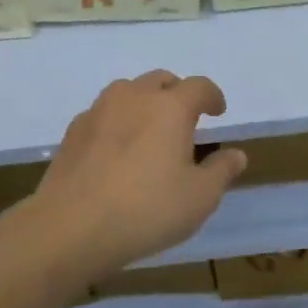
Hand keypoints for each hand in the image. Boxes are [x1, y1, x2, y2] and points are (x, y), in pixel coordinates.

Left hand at [28, 71, 247, 278]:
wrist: (70, 227)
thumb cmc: (147, 209)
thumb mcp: (200, 197)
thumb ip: (221, 171)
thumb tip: (236, 154)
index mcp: (170, 107)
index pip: (199, 87)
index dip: (213, 96)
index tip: (218, 112)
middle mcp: (134, 97)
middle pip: (161, 80)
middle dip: (178, 94)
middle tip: (185, 120)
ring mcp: (98, 111)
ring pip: (128, 91)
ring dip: (144, 102)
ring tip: (149, 131)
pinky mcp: (73, 132)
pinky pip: (103, 114)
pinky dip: (117, 122)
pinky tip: (117, 150)